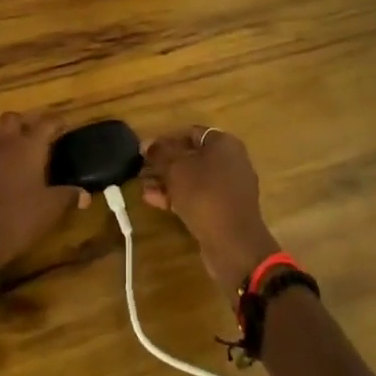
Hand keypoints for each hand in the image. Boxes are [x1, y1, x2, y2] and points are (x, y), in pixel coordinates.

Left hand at [0, 112, 80, 277]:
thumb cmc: (19, 215)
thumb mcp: (51, 208)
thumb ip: (68, 196)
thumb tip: (85, 195)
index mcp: (29, 147)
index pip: (46, 124)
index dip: (58, 122)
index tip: (68, 125)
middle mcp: (8, 147)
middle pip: (13, 119)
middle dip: (27, 121)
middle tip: (43, 135)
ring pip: (0, 136)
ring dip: (13, 138)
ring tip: (30, 153)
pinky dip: (5, 158)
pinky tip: (16, 174)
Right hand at [141, 129, 281, 294]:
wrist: (233, 242)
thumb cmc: (204, 193)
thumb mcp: (176, 169)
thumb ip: (160, 153)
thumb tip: (147, 143)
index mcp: (224, 143)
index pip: (191, 133)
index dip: (166, 140)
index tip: (146, 151)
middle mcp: (231, 161)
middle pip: (192, 157)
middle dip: (165, 164)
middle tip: (142, 170)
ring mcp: (230, 188)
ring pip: (194, 179)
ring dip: (168, 182)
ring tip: (143, 186)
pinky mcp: (225, 210)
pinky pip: (199, 197)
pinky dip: (178, 197)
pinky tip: (153, 200)